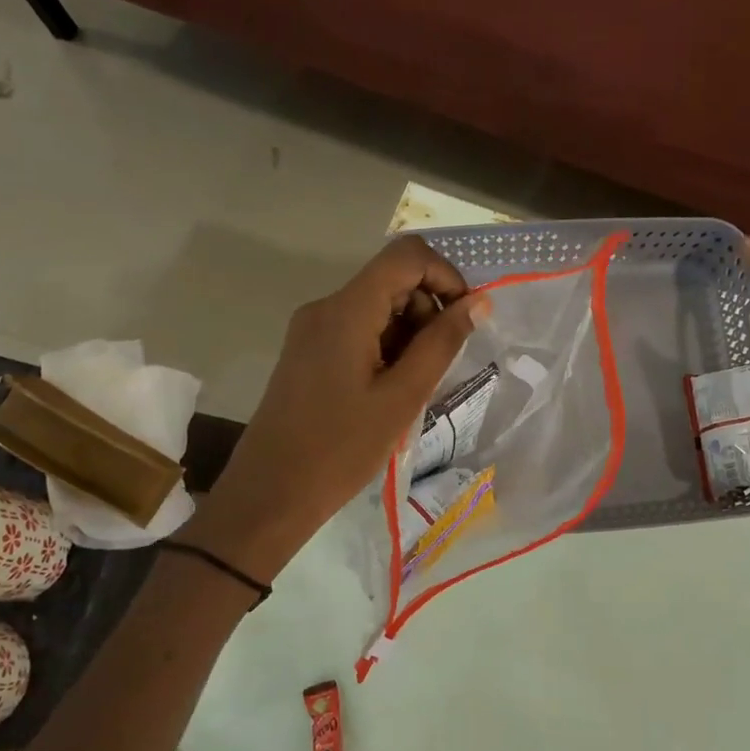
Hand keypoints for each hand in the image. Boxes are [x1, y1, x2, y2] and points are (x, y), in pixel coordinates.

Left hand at [180, 237, 488, 581]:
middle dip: (428, 313)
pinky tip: (389, 394)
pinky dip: (386, 350)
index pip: (407, 256)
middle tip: (439, 368)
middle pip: (392, 281)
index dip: (446, 276)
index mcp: (346, 310)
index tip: (465, 320)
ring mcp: (312, 330)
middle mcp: (325, 308)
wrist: (270, 493)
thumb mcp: (402, 397)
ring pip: (377, 308)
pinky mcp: (308, 353)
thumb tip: (479, 302)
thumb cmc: (341, 448)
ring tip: (412, 390)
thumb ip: (443, 343)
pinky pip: (358, 332)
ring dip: (409, 336)